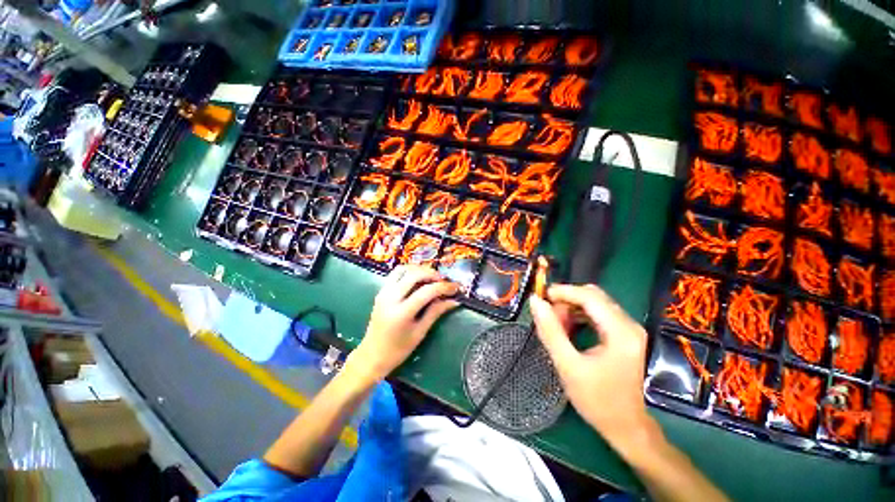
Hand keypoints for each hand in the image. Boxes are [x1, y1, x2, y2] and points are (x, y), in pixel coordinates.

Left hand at [349, 265, 458, 382]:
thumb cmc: (398, 350)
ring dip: (420, 270)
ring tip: (432, 278)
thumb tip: (454, 301)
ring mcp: (383, 292)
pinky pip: (396, 274)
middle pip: (414, 274)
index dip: (444, 287)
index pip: (427, 291)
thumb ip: (436, 312)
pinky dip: (409, 272)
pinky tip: (418, 280)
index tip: (456, 288)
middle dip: (432, 274)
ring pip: (403, 269)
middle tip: (444, 281)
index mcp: (401, 312)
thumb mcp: (420, 332)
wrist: (372, 355)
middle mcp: (390, 298)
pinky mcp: (381, 291)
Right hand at [529, 284, 649, 449]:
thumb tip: (535, 302)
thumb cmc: (597, 400)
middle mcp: (629, 325)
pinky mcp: (624, 334)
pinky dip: (579, 315)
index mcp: (620, 332)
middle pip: (593, 296)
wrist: (626, 427)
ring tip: (557, 326)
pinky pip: (598, 313)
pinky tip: (568, 329)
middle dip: (566, 300)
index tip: (540, 297)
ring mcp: (628, 329)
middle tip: (548, 316)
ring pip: (594, 303)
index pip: (589, 296)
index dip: (563, 292)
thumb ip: (550, 331)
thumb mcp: (568, 366)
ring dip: (571, 308)